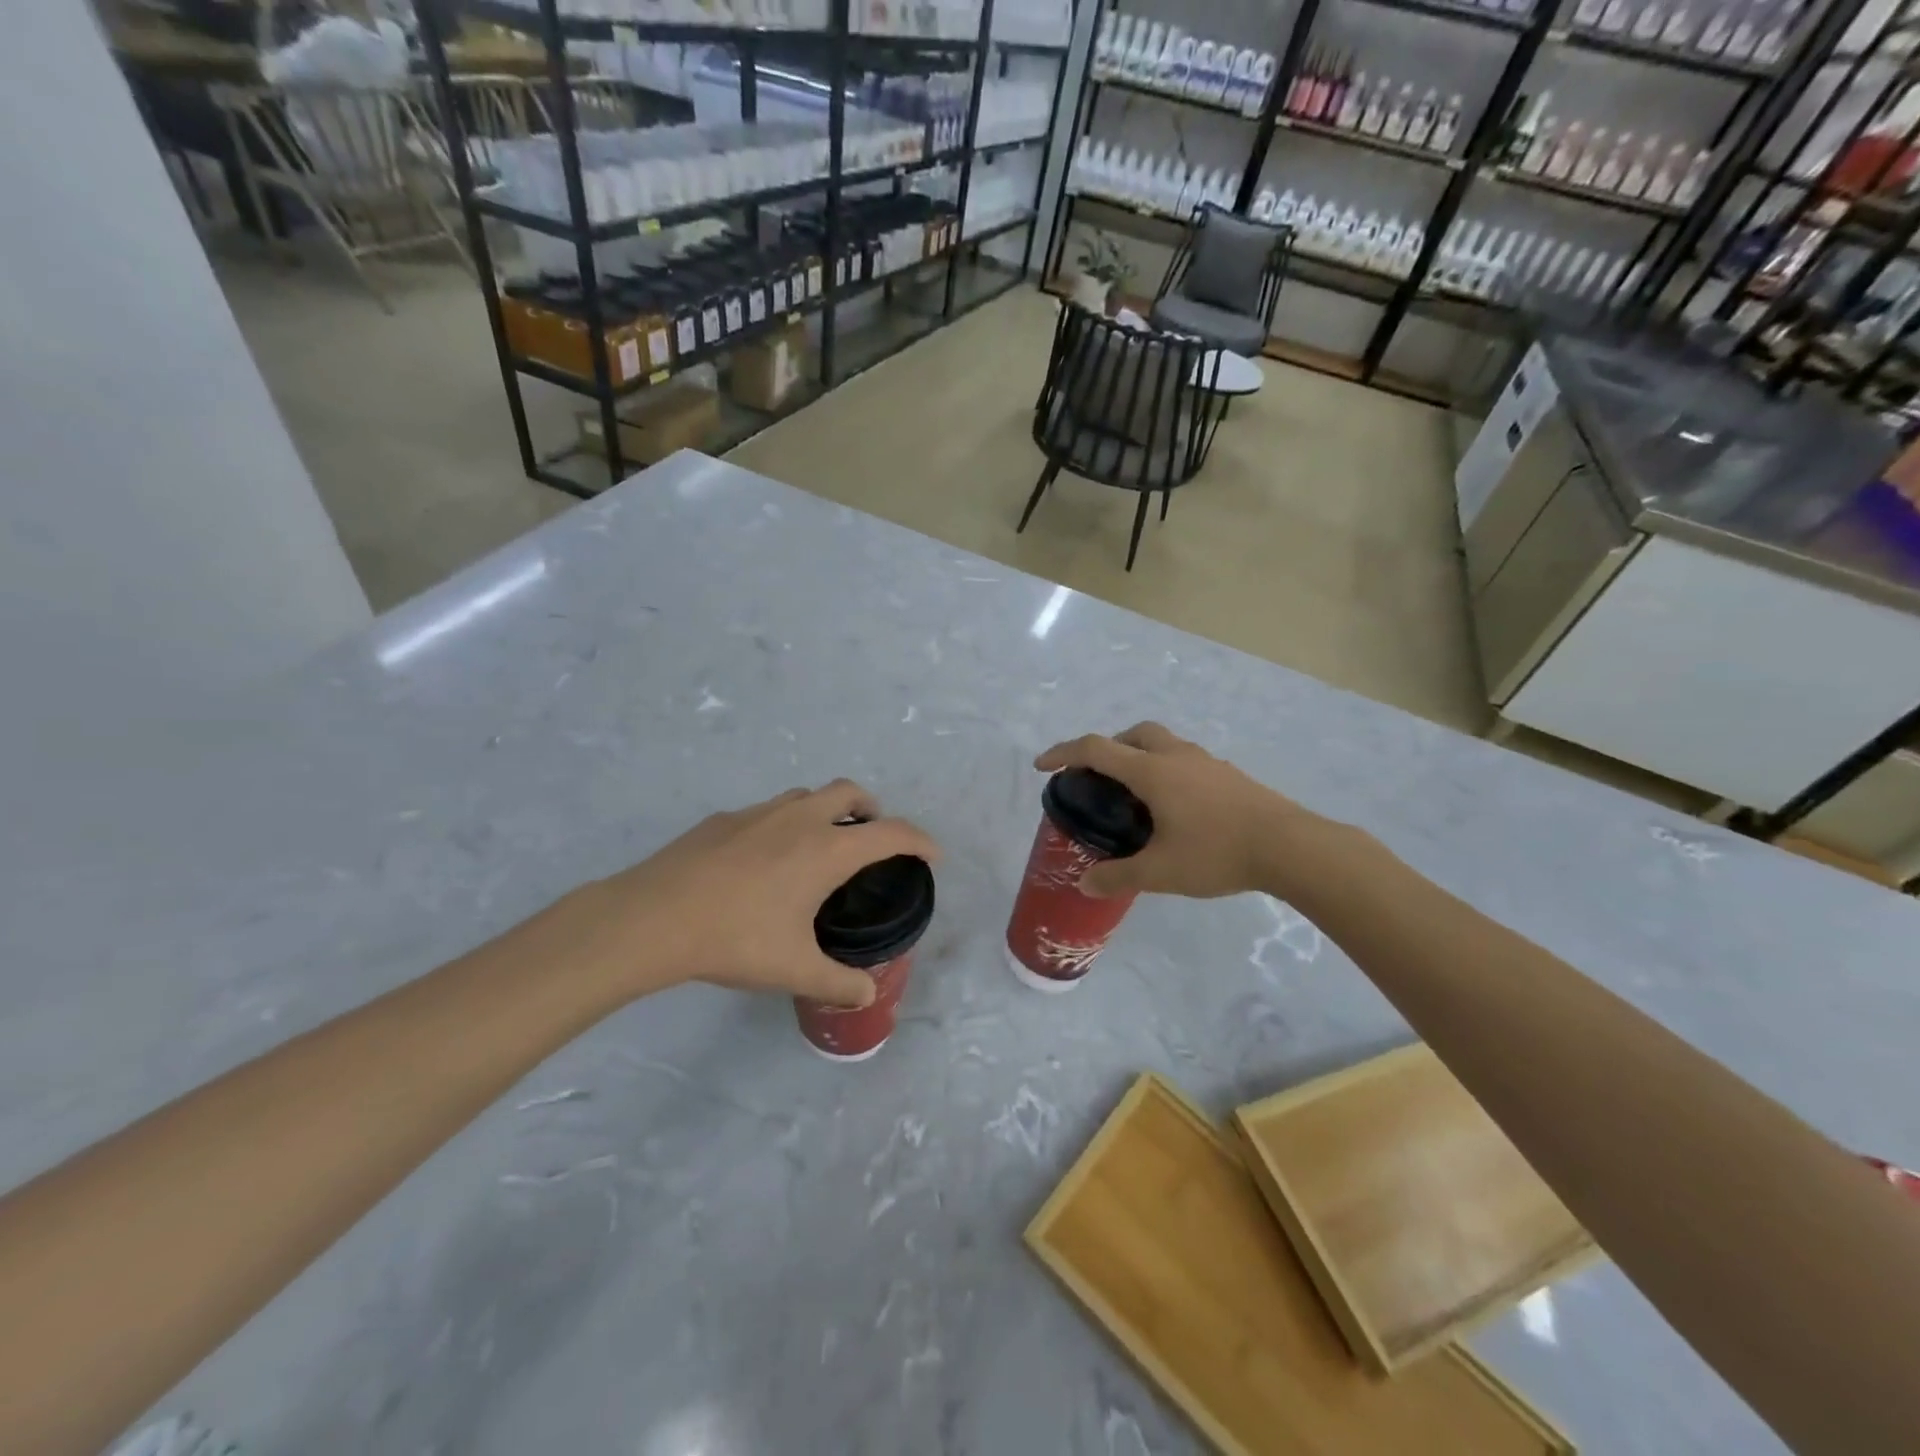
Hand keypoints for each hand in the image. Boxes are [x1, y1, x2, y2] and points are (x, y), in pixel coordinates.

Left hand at [564, 781, 940, 1007]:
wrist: (653, 917)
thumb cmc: (736, 939)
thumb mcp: (794, 970)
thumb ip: (839, 983)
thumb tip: (867, 996)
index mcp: (828, 849)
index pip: (891, 832)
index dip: (920, 841)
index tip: (932, 855)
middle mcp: (800, 820)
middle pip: (851, 792)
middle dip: (872, 809)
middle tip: (871, 839)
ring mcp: (758, 813)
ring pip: (806, 796)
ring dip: (825, 810)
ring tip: (819, 847)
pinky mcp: (723, 819)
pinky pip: (768, 811)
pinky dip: (783, 824)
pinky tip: (762, 861)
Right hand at [1033, 722, 1306, 899]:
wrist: (1291, 847)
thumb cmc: (1218, 853)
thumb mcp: (1161, 872)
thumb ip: (1119, 876)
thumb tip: (1085, 884)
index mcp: (1152, 771)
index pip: (1096, 749)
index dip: (1063, 753)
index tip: (1042, 766)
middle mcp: (1176, 756)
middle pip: (1132, 734)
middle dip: (1107, 747)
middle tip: (1098, 778)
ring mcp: (1206, 762)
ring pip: (1162, 743)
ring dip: (1139, 757)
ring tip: (1135, 796)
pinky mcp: (1228, 774)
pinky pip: (1184, 760)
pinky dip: (1165, 770)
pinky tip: (1175, 808)